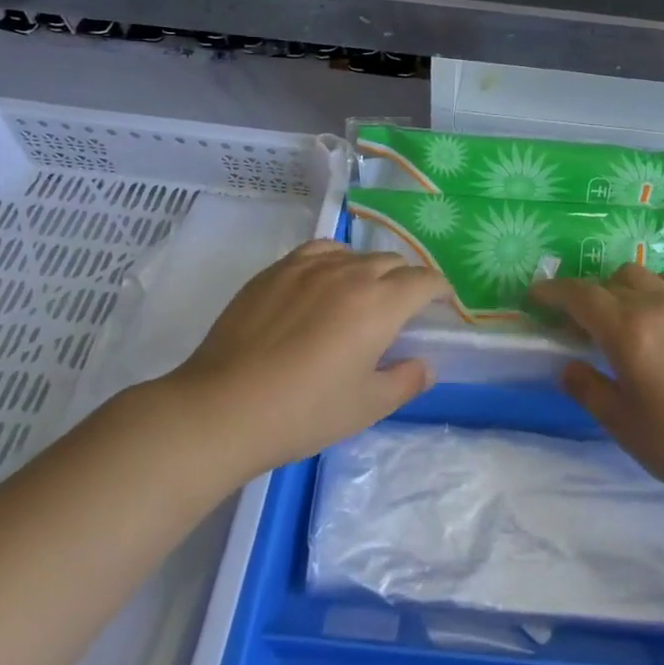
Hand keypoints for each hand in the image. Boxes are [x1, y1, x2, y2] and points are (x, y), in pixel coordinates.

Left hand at [166, 239, 444, 477]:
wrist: (222, 408)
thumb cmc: (303, 413)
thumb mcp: (365, 407)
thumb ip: (405, 381)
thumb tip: (425, 365)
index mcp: (379, 304)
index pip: (424, 280)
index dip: (439, 289)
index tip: (440, 304)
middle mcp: (350, 274)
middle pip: (392, 262)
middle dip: (406, 280)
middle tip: (401, 309)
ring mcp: (309, 267)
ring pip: (356, 255)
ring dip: (370, 270)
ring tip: (361, 296)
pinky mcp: (276, 270)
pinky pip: (319, 251)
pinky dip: (335, 261)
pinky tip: (325, 282)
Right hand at [530, 263, 663, 515]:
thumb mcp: (623, 425)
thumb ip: (588, 389)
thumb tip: (567, 366)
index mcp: (628, 333)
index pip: (581, 296)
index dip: (554, 292)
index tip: (536, 295)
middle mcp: (655, 306)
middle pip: (609, 282)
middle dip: (586, 295)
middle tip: (575, 321)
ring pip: (642, 275)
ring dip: (620, 287)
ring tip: (617, 313)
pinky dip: (660, 284)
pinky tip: (660, 306)